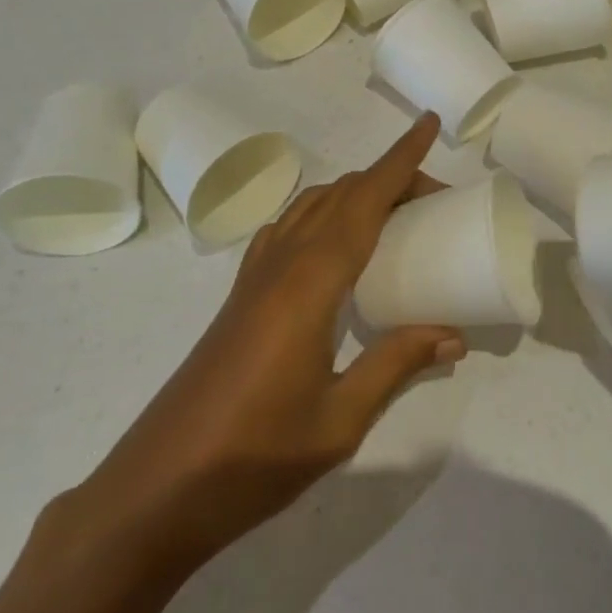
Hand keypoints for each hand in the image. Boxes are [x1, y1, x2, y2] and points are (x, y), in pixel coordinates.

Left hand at [0, 116, 462, 612]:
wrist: (156, 489)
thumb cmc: (253, 456)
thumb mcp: (339, 421)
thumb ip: (397, 365)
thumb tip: (454, 334)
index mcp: (311, 282)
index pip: (365, 200)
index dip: (400, 159)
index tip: (428, 123)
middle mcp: (283, 262)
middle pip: (343, 194)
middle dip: (391, 177)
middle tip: (435, 197)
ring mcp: (256, 274)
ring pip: (312, 203)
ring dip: (355, 191)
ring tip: (394, 213)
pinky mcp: (241, 292)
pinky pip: (288, 225)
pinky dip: (321, 210)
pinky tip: (332, 243)